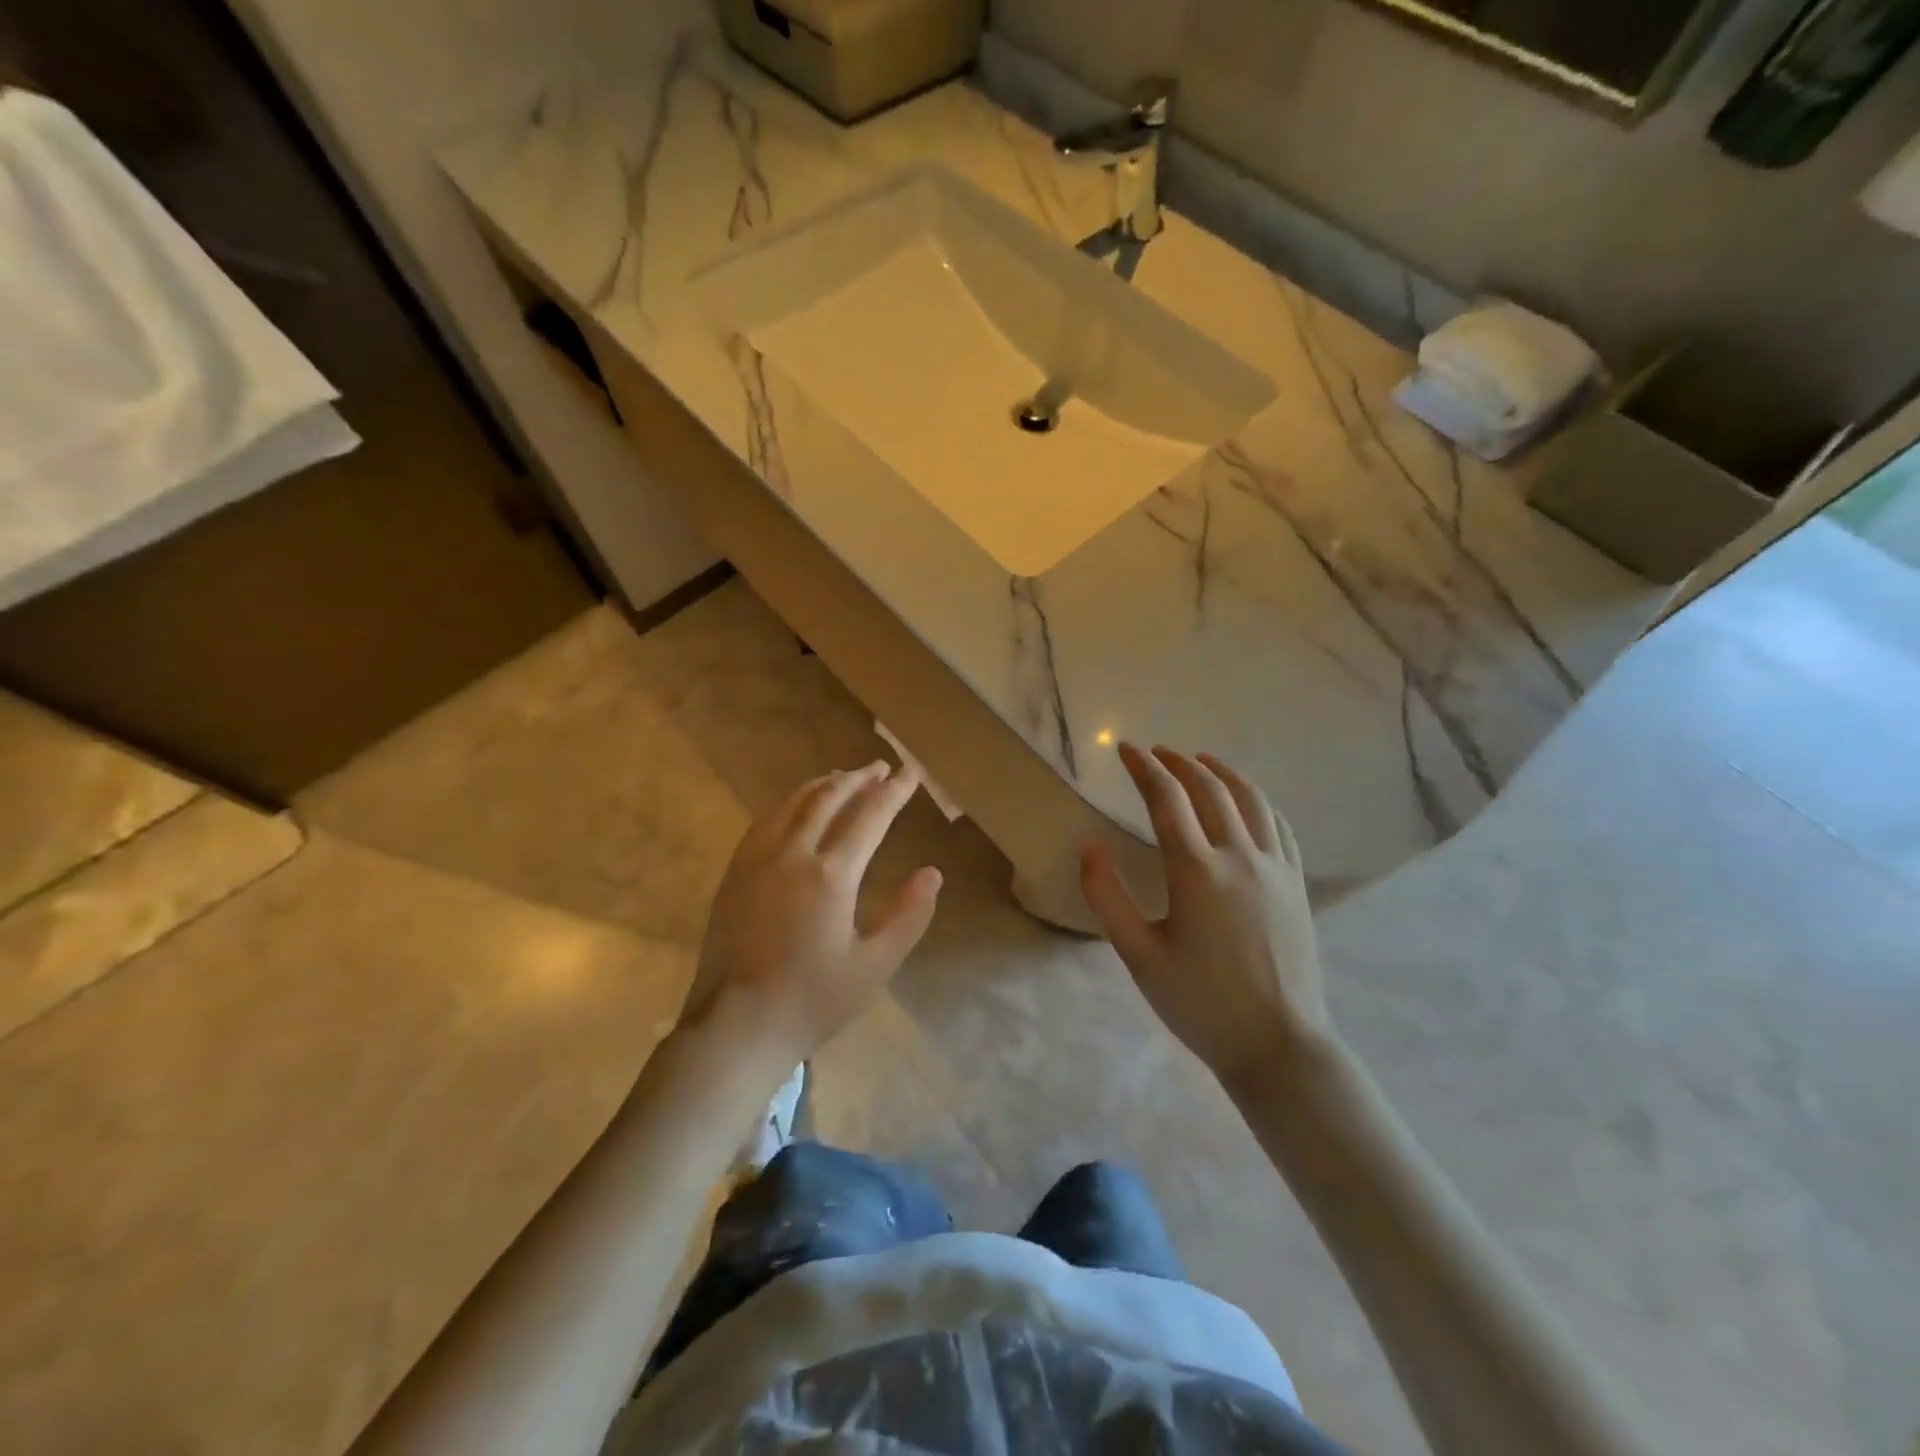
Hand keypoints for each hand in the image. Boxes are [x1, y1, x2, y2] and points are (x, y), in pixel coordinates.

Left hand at [681, 760, 941, 1062]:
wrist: (737, 1025)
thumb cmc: (813, 1000)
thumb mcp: (875, 965)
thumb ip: (908, 916)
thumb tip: (932, 873)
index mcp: (832, 875)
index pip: (870, 817)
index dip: (893, 792)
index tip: (910, 773)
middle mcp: (793, 854)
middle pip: (829, 799)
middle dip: (858, 779)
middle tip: (880, 767)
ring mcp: (758, 860)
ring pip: (793, 804)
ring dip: (822, 785)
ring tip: (842, 776)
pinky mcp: (735, 873)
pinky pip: (765, 821)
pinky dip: (789, 803)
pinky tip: (795, 807)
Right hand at [1081, 744, 1330, 1088]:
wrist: (1277, 1044)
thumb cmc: (1200, 1003)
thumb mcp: (1139, 956)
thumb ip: (1108, 898)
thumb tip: (1090, 849)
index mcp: (1196, 871)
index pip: (1166, 799)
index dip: (1144, 768)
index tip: (1126, 749)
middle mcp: (1239, 856)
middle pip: (1210, 789)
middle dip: (1180, 763)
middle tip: (1157, 753)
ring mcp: (1276, 868)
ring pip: (1251, 800)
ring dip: (1223, 772)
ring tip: (1202, 761)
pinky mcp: (1297, 885)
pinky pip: (1280, 826)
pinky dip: (1258, 801)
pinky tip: (1248, 803)